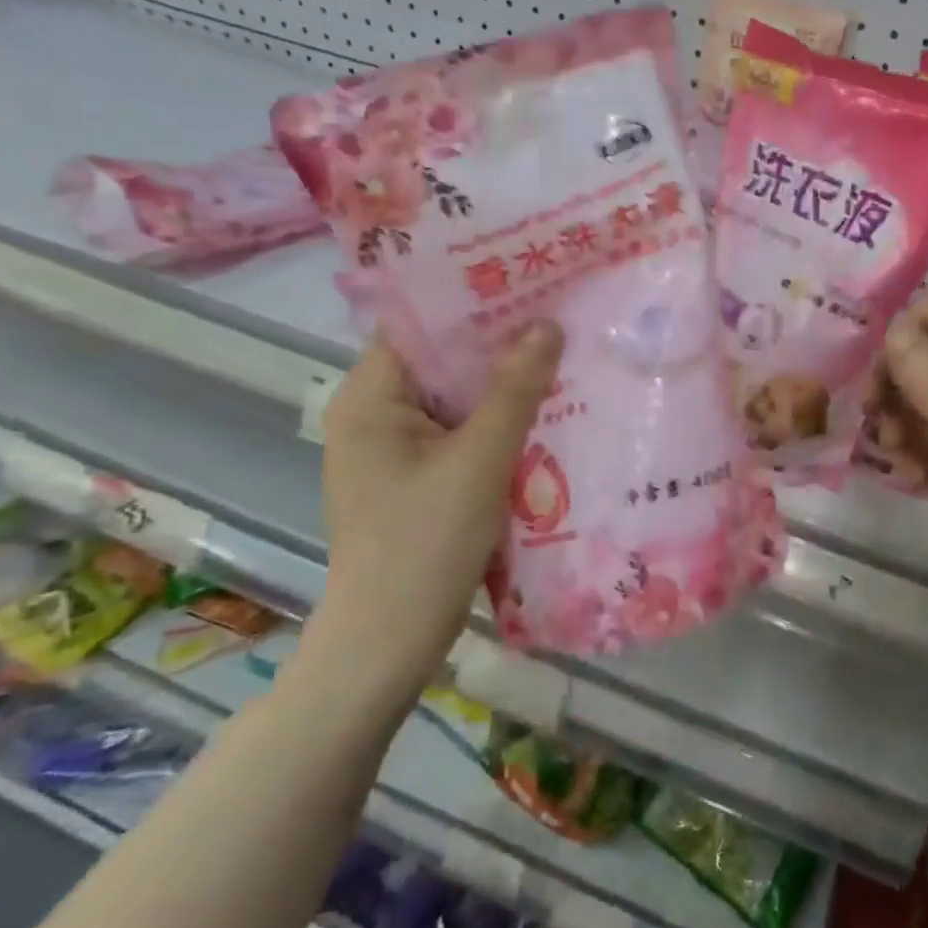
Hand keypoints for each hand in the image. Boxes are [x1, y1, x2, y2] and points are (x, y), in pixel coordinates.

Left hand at [315, 322, 563, 670]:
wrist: (388, 643)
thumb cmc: (426, 544)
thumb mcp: (479, 461)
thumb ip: (514, 391)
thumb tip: (547, 325)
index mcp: (368, 398)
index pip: (419, 326)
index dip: (471, 302)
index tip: (527, 284)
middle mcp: (371, 415)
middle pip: (438, 362)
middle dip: (495, 344)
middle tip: (557, 319)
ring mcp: (390, 450)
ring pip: (451, 400)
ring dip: (499, 387)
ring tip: (558, 358)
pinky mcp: (410, 479)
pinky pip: (455, 434)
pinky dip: (491, 424)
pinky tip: (539, 416)